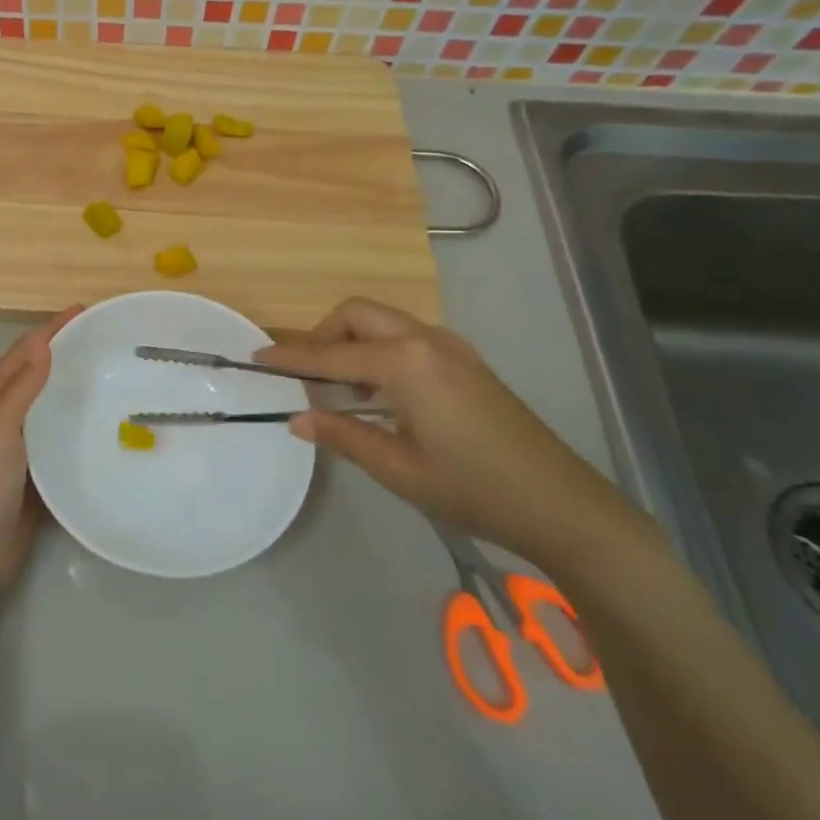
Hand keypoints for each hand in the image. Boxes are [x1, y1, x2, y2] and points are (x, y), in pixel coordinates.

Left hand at [0, 307, 81, 598]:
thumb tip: (43, 341)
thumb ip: (20, 387)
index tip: (85, 311)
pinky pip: (58, 434)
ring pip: (48, 402)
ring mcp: (18, 444)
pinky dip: (76, 420)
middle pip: (35, 372)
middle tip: (104, 337)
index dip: (50, 330)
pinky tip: (102, 421)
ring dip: (71, 383)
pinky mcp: (34, 470)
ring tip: (110, 371)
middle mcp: (1, 415)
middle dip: (64, 350)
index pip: (23, 352)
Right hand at [258, 298, 639, 566]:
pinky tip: (378, 391)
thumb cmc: (474, 489)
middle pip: (358, 314)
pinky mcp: (466, 361)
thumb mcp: (398, 468)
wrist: (563, 505)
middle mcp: (426, 341)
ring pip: (384, 321)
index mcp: (406, 364)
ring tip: (338, 385)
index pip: (331, 354)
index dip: (290, 358)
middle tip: (305, 373)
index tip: (256, 358)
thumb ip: (343, 435)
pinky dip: (379, 348)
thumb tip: (296, 419)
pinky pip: (407, 337)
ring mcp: (451, 348)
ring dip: (352, 340)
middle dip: (324, 334)